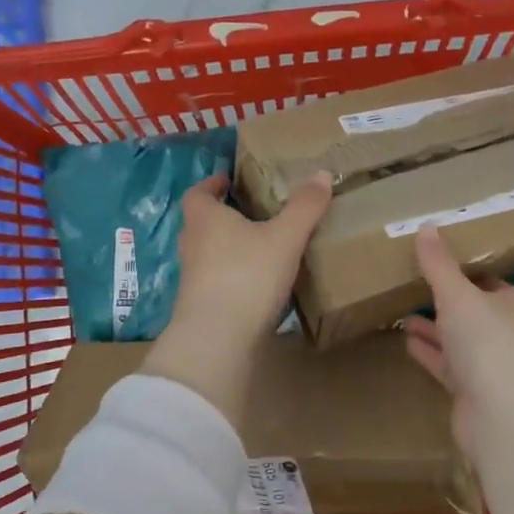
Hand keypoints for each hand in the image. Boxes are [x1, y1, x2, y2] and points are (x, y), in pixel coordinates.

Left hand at [142, 171, 331, 418]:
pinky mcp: (199, 306)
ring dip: (228, 247)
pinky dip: (233, 276)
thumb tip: (321, 173)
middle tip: (252, 212)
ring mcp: (192, 278)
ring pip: (208, 253)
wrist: (217, 339)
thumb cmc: (247, 275)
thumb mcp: (284, 238)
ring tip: (260, 246)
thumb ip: (304, 207)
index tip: (228, 181)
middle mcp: (192, 244)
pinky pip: (216, 280)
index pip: (198, 193)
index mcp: (205, 219)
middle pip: (202, 222)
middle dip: (224, 215)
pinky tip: (257, 283)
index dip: (212, 184)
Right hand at [403, 224, 513, 454]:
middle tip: (412, 285)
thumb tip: (425, 225)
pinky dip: (429, 353)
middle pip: (471, 311)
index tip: (435, 261)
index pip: (487, 280)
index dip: (463, 271)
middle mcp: (505, 331)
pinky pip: (446, 365)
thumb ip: (439, 263)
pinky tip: (407, 343)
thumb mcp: (457, 294)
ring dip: (433, 328)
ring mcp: (490, 364)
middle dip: (444, 301)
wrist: (501, 414)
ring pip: (457, 339)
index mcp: (511, 303)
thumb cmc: (486, 341)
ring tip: (402, 314)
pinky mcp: (472, 392)